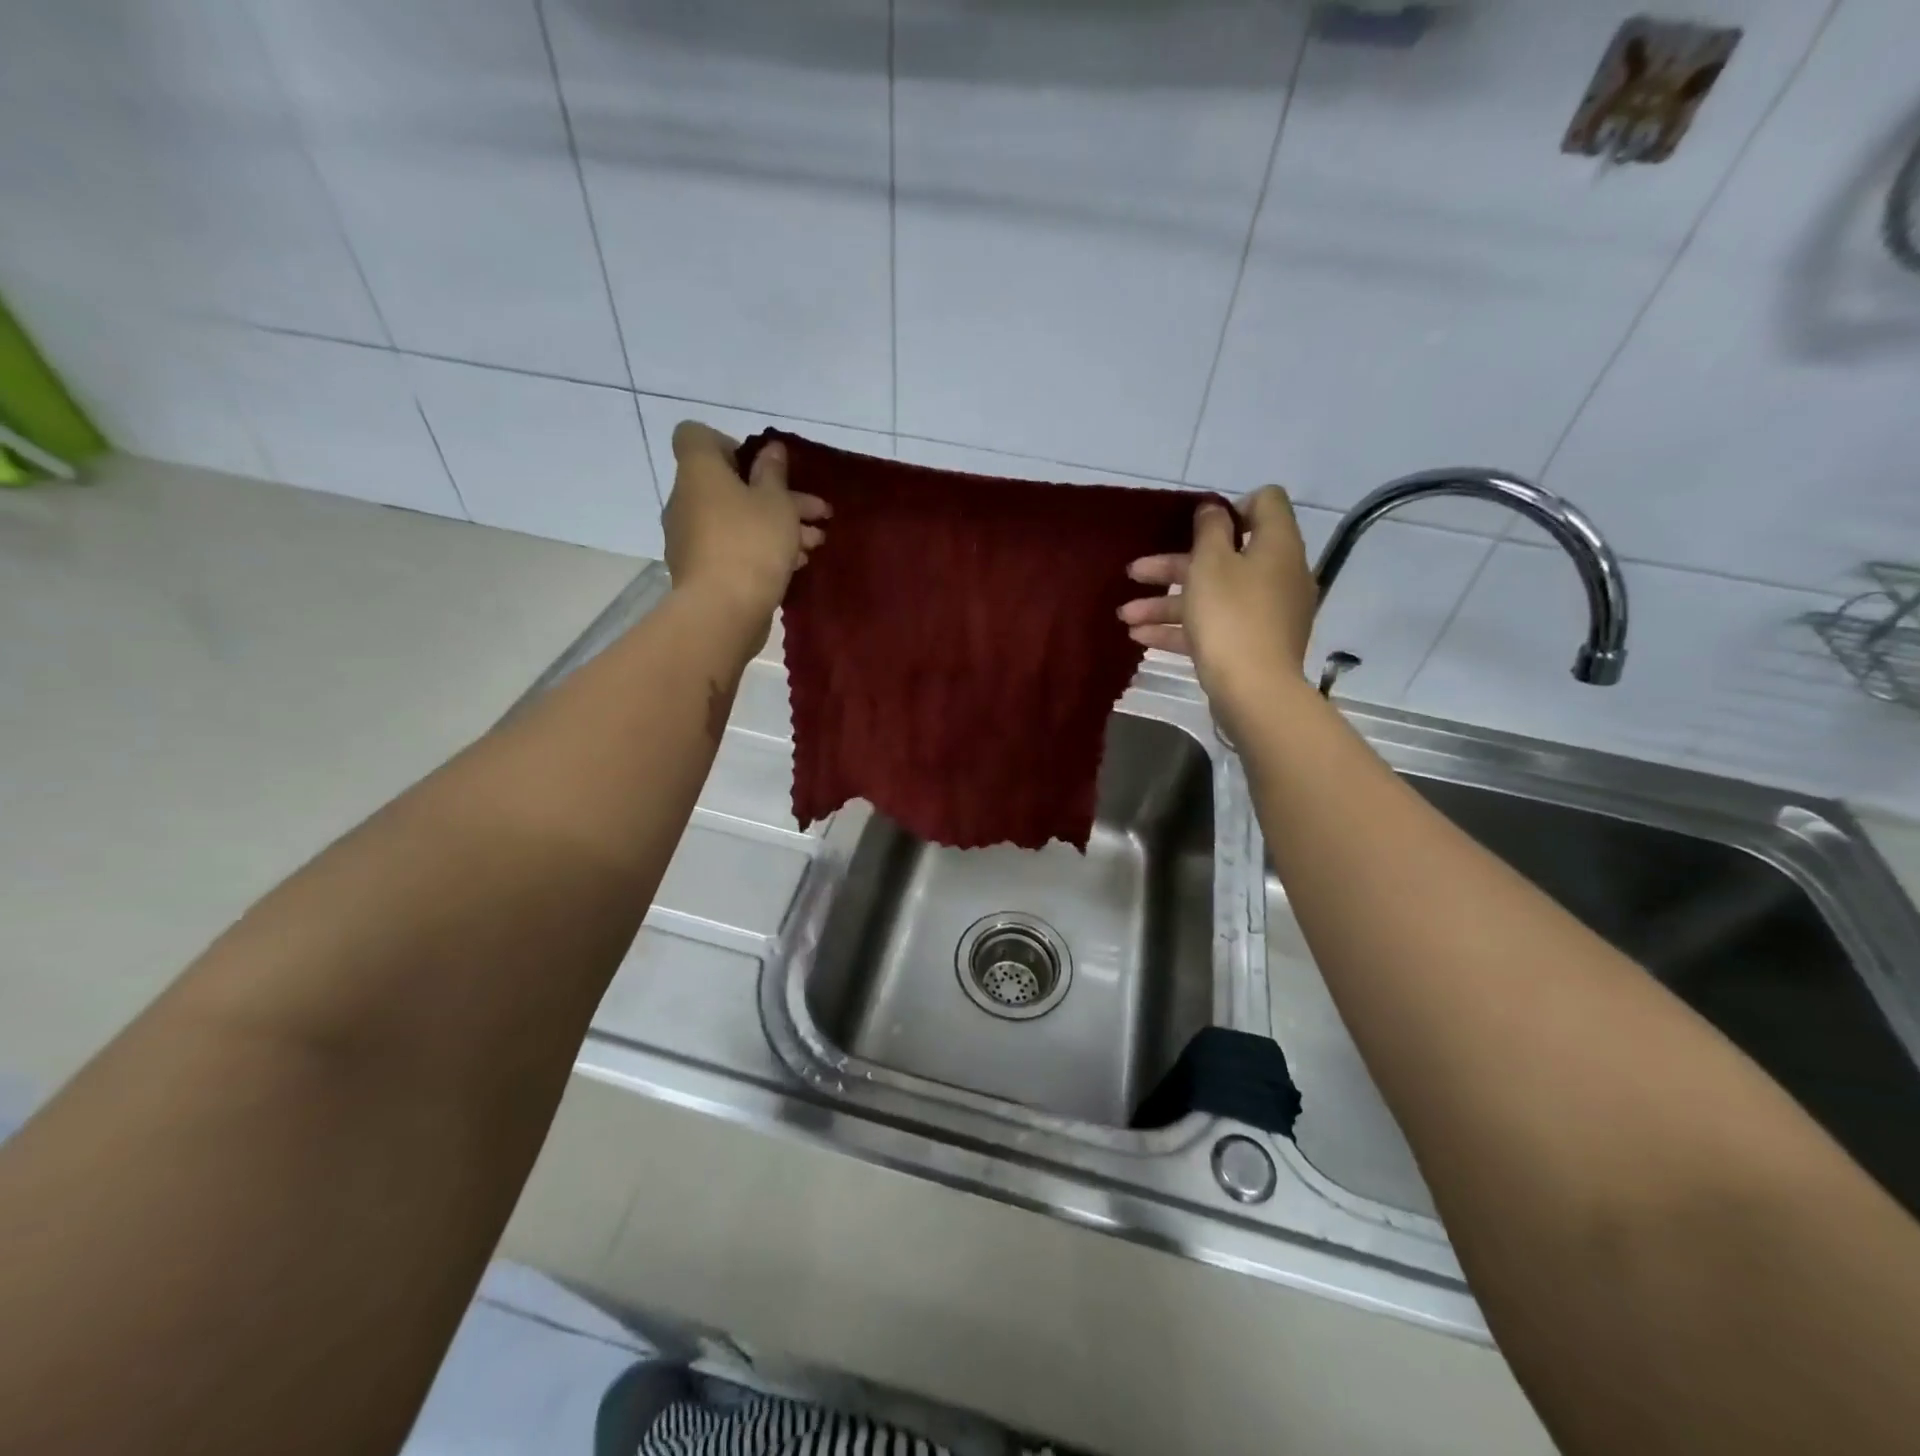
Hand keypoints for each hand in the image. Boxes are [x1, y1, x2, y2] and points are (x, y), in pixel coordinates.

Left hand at [663, 420, 828, 645]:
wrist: (722, 612)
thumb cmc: (751, 544)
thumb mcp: (776, 503)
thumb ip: (774, 474)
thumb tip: (770, 450)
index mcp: (699, 472)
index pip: (697, 436)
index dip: (730, 444)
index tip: (762, 467)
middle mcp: (686, 500)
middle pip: (729, 484)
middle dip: (777, 496)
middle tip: (818, 512)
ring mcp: (690, 538)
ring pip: (736, 519)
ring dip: (777, 526)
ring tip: (815, 544)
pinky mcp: (700, 570)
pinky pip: (732, 548)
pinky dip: (760, 550)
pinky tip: (794, 565)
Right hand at [1118, 485, 1317, 722]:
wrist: (1254, 690)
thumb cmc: (1230, 617)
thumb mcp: (1211, 564)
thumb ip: (1210, 530)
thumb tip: (1215, 508)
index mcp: (1277, 545)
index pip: (1265, 503)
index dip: (1230, 508)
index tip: (1196, 527)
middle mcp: (1278, 574)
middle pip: (1225, 556)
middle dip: (1173, 565)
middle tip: (1135, 572)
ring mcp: (1267, 613)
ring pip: (1212, 595)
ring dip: (1166, 602)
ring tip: (1126, 616)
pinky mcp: (1253, 644)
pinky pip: (1214, 626)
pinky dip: (1181, 628)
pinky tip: (1141, 637)